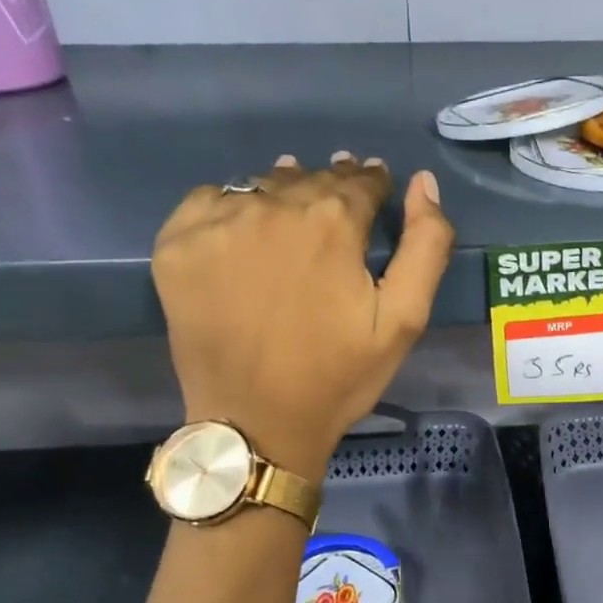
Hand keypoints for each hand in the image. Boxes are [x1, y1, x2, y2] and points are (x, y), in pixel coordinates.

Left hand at [152, 155, 453, 480]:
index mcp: (332, 223)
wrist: (255, 423)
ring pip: (261, 186)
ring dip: (282, 193)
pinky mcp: (176, 244)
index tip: (375, 188)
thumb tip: (424, 183)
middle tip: (337, 207)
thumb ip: (426, 246)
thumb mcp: (404, 320)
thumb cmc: (337, 376)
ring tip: (292, 216)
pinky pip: (209, 200)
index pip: (359, 182)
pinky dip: (230, 207)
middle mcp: (272, 207)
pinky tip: (242, 234)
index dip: (372, 184)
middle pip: (310, 179)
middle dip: (330, 188)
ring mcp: (217, 223)